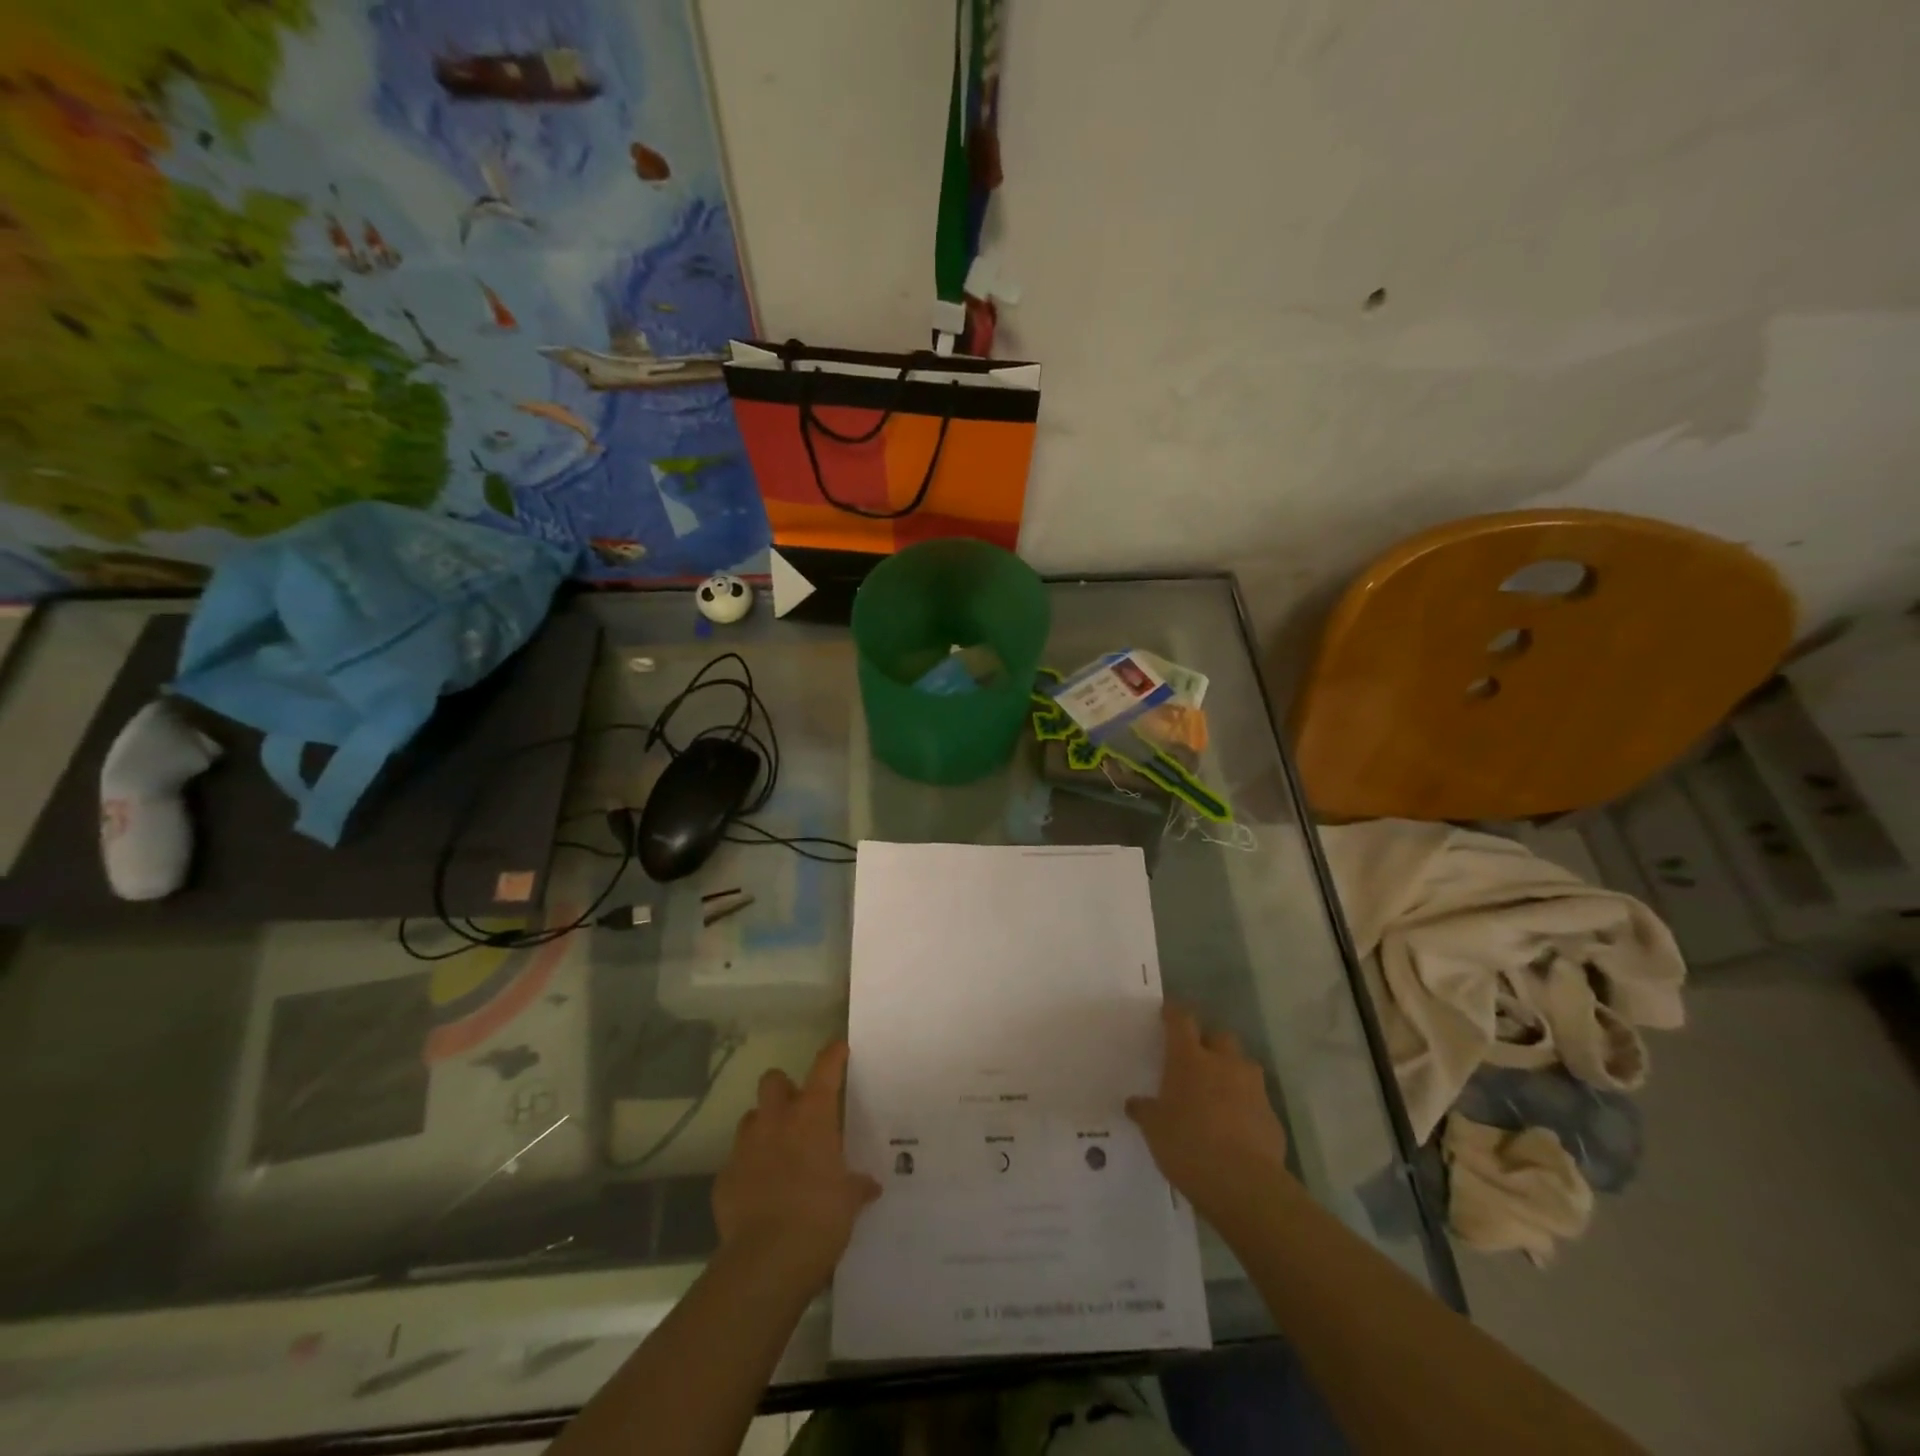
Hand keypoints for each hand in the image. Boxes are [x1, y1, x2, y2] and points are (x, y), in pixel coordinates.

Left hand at [712, 1040, 880, 1295]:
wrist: (766, 1261)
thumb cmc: (819, 1219)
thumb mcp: (849, 1201)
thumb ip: (856, 1186)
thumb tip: (869, 1185)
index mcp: (812, 1116)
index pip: (825, 1068)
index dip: (833, 1054)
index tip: (839, 1049)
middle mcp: (776, 1121)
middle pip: (773, 1080)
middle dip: (784, 1088)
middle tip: (798, 1109)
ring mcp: (745, 1148)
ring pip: (751, 1118)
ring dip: (764, 1127)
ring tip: (778, 1151)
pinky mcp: (724, 1179)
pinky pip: (736, 1162)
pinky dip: (748, 1170)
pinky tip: (759, 1191)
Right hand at [1127, 1003, 1291, 1223]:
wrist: (1244, 1185)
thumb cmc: (1188, 1145)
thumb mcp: (1154, 1129)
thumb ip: (1145, 1111)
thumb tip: (1135, 1104)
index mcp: (1190, 1059)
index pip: (1181, 1021)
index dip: (1174, 1014)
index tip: (1167, 1012)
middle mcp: (1224, 1064)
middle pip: (1220, 1037)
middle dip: (1209, 1043)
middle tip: (1196, 1060)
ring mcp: (1253, 1089)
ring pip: (1243, 1066)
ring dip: (1231, 1073)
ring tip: (1218, 1094)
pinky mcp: (1272, 1117)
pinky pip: (1257, 1101)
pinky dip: (1246, 1107)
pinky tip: (1236, 1128)